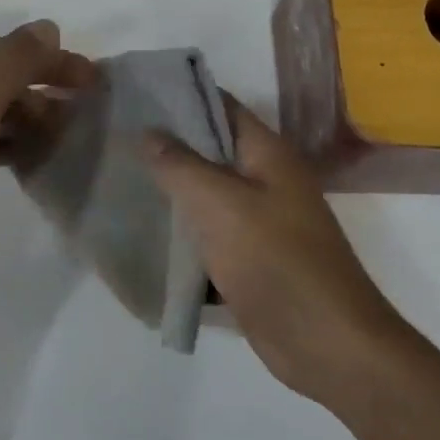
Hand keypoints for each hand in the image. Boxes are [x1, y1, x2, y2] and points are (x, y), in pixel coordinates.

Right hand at [144, 99, 404, 405]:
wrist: (325, 343)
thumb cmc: (275, 261)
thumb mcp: (220, 204)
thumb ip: (180, 165)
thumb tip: (149, 131)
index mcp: (268, 155)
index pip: (221, 107)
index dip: (180, 97)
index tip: (133, 96)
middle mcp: (267, 181)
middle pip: (212, 151)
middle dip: (167, 146)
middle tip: (115, 139)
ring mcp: (260, 223)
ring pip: (207, 196)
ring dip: (171, 192)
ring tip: (119, 180)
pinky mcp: (251, 261)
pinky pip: (210, 237)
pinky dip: (183, 235)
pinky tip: (144, 234)